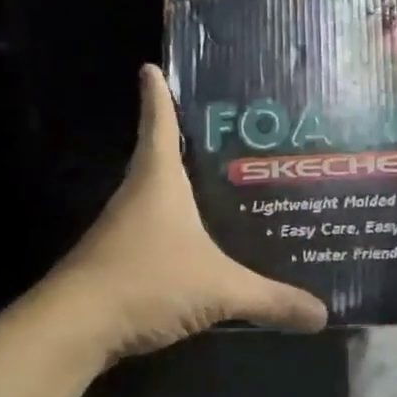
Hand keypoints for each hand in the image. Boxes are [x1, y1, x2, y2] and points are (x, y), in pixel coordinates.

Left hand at [51, 66, 327, 360]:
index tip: (150, 67)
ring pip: (157, 198)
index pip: (159, 125)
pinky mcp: (118, 262)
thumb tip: (322, 315)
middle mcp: (137, 197)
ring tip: (223, 188)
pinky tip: (200, 246)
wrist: (74, 328)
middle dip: (186, 143)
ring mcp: (123, 230)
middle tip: (227, 134)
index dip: (157, 96)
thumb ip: (270, 300)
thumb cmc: (146, 282)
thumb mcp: (218, 289)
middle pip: (160, 157)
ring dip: (182, 190)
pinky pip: (155, 233)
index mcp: (159, 182)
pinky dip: (176, 230)